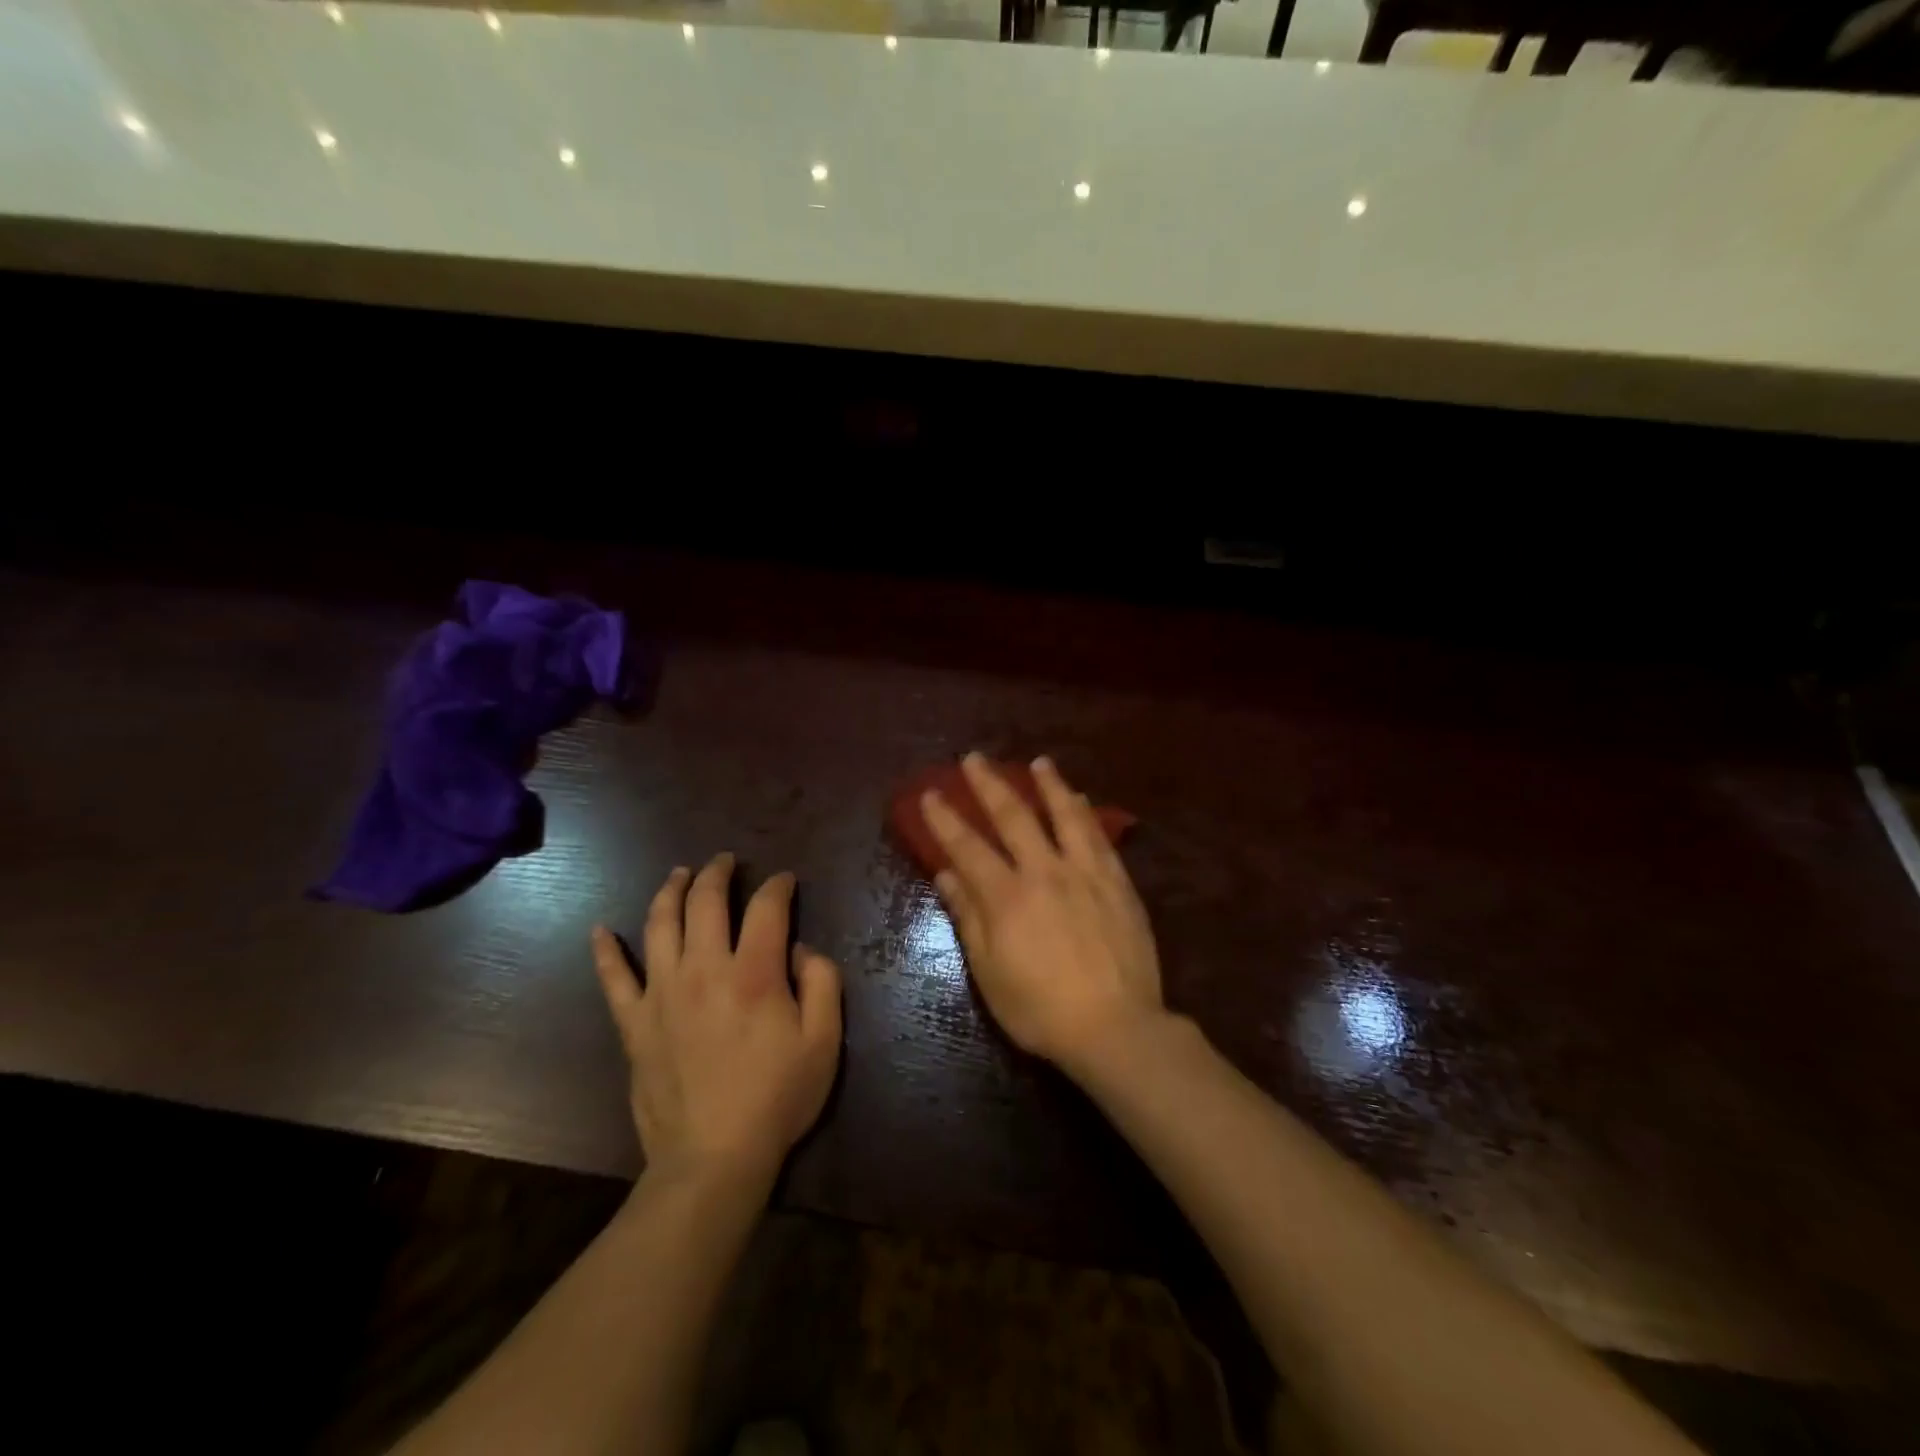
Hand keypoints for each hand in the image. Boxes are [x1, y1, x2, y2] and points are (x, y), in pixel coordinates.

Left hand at [592, 854, 841, 1188]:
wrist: (713, 1159)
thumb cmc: (777, 1098)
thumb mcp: (825, 1040)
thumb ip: (822, 982)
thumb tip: (799, 950)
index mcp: (754, 972)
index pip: (765, 907)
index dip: (778, 886)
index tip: (785, 881)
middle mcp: (703, 969)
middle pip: (705, 902)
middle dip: (717, 873)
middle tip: (726, 861)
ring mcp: (662, 994)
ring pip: (659, 925)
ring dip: (670, 891)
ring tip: (679, 874)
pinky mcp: (634, 1024)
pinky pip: (612, 980)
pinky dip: (605, 952)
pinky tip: (599, 930)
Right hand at [924, 753, 1164, 1072]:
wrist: (1116, 1027)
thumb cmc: (1041, 1009)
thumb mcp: (990, 973)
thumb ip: (969, 918)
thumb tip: (946, 874)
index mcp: (1007, 896)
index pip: (968, 846)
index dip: (945, 818)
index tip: (930, 793)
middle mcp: (1044, 871)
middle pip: (1013, 816)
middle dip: (989, 784)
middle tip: (974, 758)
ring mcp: (1085, 873)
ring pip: (1064, 815)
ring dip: (1048, 784)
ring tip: (1039, 762)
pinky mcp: (1117, 882)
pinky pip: (1099, 836)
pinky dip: (1085, 812)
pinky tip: (1080, 799)